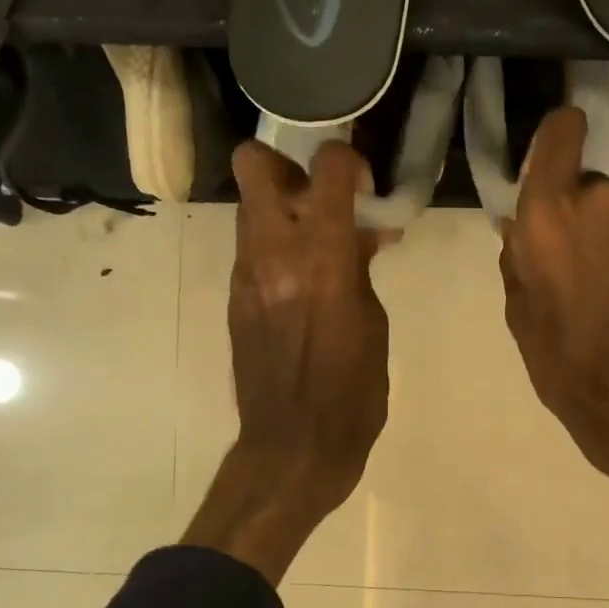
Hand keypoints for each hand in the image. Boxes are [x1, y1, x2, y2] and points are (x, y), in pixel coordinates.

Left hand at [183, 139, 391, 583]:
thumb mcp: (374, 326)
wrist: (293, 448)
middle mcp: (273, 254)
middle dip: (287, 163)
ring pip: (249, 206)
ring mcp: (245, 275)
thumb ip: (359, 269)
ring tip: (317, 240)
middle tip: (319, 193)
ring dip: (282, 206)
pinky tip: (302, 279)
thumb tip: (359, 236)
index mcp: (322, 260)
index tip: (364, 180)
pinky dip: (275, 245)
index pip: (326, 170)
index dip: (347, 159)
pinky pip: (251, 249)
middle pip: (253, 164)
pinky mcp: (234, 298)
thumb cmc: (352, 395)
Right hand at [499, 106, 608, 486]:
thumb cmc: (560, 357)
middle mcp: (602, 198)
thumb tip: (524, 228)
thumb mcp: (518, 307)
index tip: (547, 161)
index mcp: (551, 210)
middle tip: (564, 255)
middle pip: (585, 179)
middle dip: (573, 207)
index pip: (563, 127)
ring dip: (602, 232)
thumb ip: (519, 253)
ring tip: (596, 284)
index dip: (556, 136)